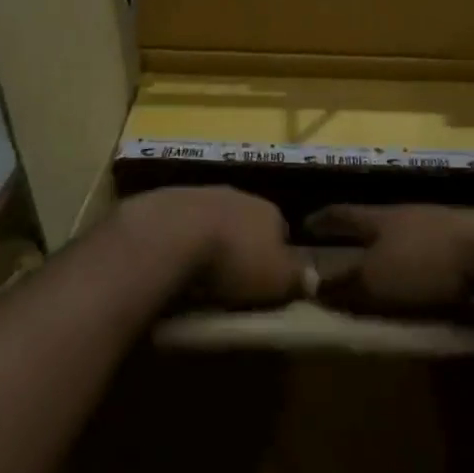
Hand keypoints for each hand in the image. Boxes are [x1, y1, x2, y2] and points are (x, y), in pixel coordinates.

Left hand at [115, 187, 306, 309]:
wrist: (169, 235)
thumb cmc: (233, 260)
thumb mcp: (278, 279)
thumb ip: (297, 278)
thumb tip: (312, 278)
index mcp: (267, 210)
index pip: (281, 229)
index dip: (276, 254)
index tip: (266, 280)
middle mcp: (235, 194)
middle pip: (243, 221)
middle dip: (239, 243)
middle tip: (231, 277)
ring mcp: (196, 193)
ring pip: (209, 218)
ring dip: (206, 239)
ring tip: (197, 273)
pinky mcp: (161, 201)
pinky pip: (176, 223)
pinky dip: (176, 239)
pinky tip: (170, 261)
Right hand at [305, 203, 473, 316]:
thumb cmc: (425, 264)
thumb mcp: (377, 282)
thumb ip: (344, 286)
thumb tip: (313, 286)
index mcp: (377, 218)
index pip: (340, 215)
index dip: (321, 220)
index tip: (304, 224)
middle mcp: (404, 213)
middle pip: (372, 220)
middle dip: (355, 234)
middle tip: (340, 246)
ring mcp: (437, 221)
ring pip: (401, 232)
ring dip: (387, 246)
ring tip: (379, 263)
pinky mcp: (464, 235)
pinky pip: (427, 245)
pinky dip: (416, 258)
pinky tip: (420, 271)